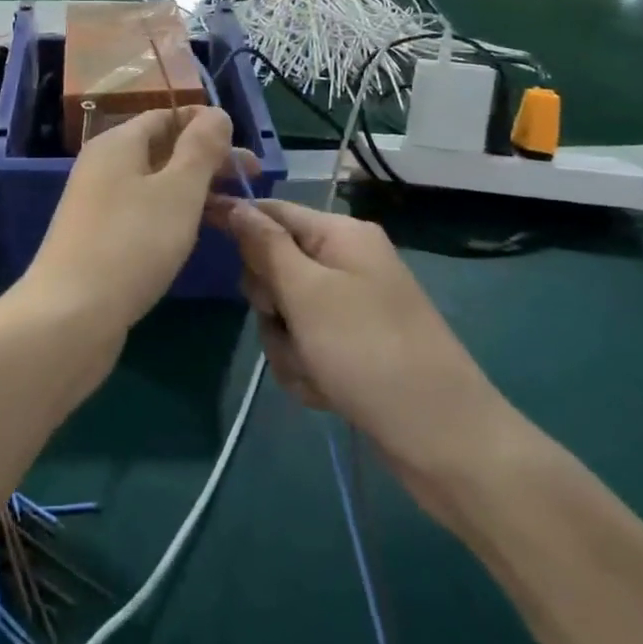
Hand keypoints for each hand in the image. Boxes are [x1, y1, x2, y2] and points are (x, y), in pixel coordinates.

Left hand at [25, 107, 240, 334]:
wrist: (70, 315)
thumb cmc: (132, 243)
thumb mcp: (178, 190)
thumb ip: (201, 148)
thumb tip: (216, 113)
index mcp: (118, 143)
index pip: (167, 115)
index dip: (207, 125)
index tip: (244, 151)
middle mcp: (103, 165)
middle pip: (163, 149)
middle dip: (208, 161)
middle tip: (251, 182)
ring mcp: (98, 203)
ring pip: (155, 184)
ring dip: (194, 190)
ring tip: (233, 212)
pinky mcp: (99, 237)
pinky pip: (143, 212)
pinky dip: (173, 215)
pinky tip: (194, 235)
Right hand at [211, 197, 526, 517]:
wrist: (444, 439)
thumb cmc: (369, 352)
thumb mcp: (307, 293)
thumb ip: (265, 246)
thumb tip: (234, 204)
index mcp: (341, 235)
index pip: (272, 211)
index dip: (236, 223)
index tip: (198, 233)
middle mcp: (347, 263)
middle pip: (274, 266)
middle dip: (271, 304)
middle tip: (288, 324)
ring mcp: (352, 307)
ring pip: (285, 314)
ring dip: (287, 346)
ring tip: (315, 371)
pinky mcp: (354, 347)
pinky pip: (306, 346)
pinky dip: (307, 368)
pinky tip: (327, 392)